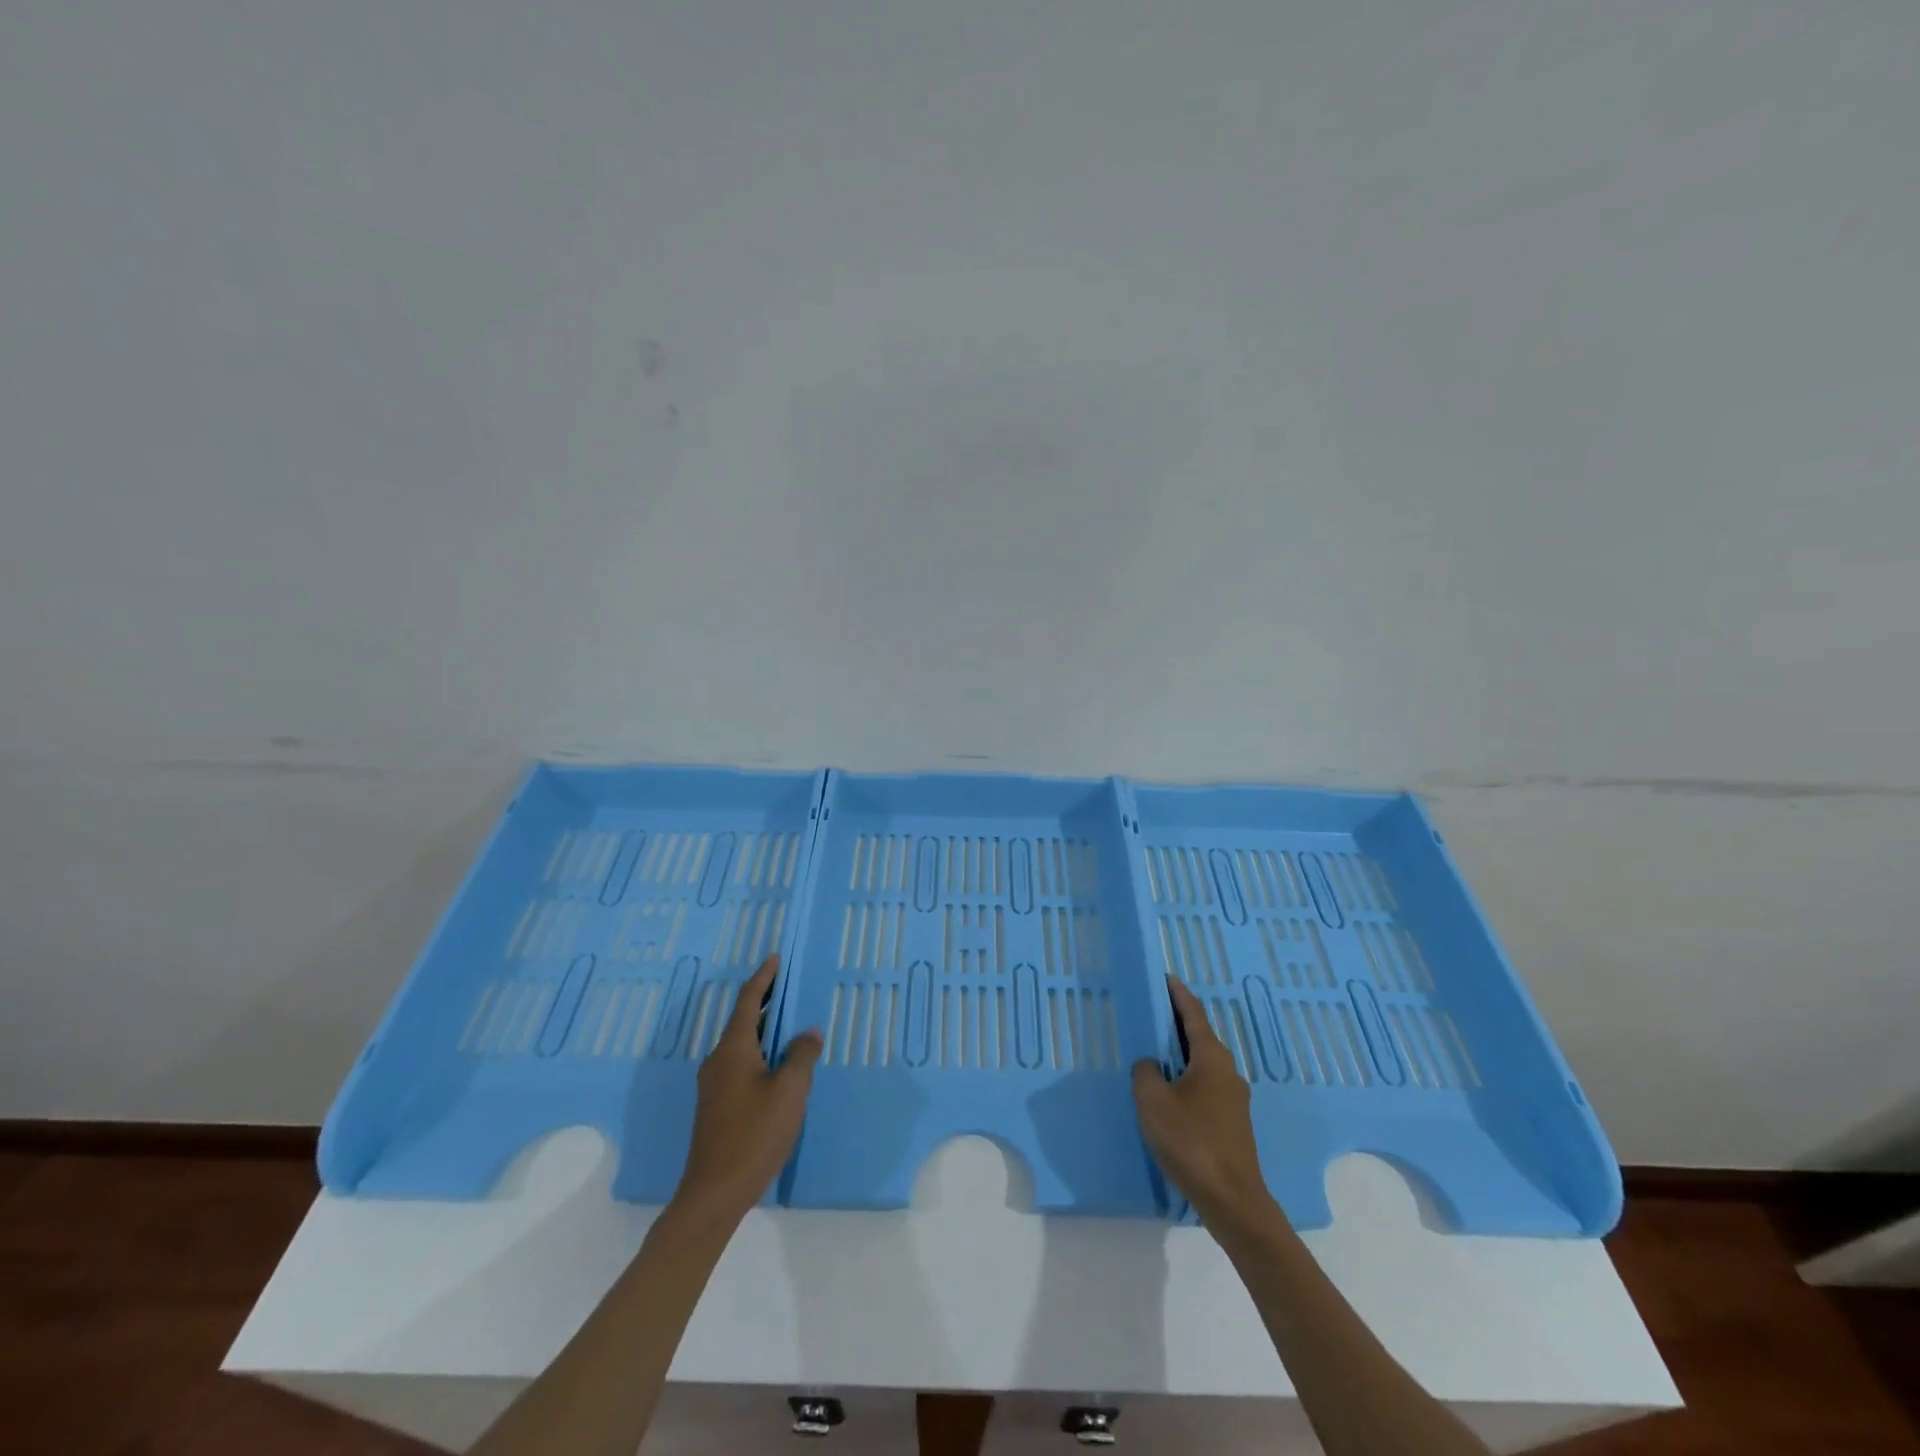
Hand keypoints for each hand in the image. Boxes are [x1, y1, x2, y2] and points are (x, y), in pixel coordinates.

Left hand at [675, 955, 822, 1221]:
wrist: (713, 1194)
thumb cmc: (754, 1134)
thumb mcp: (789, 1091)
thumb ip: (801, 1056)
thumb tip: (808, 1032)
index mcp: (733, 1049)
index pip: (748, 1001)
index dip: (763, 978)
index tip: (775, 958)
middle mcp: (718, 1060)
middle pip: (743, 1020)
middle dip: (765, 1001)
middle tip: (789, 985)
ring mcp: (714, 1085)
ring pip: (741, 1044)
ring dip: (763, 1028)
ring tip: (789, 1022)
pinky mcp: (716, 1105)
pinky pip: (740, 1063)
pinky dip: (759, 1051)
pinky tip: (777, 1065)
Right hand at [1132, 975, 1272, 1224]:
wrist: (1233, 1201)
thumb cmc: (1192, 1141)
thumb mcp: (1153, 1101)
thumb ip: (1145, 1072)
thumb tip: (1150, 1064)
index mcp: (1211, 1058)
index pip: (1193, 1014)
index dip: (1178, 994)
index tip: (1166, 977)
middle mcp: (1227, 1071)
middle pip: (1199, 1037)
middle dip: (1177, 1023)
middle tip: (1152, 1012)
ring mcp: (1233, 1099)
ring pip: (1202, 1064)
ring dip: (1180, 1054)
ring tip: (1154, 1052)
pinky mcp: (1232, 1123)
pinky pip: (1205, 1086)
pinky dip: (1186, 1078)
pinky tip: (1169, 1093)